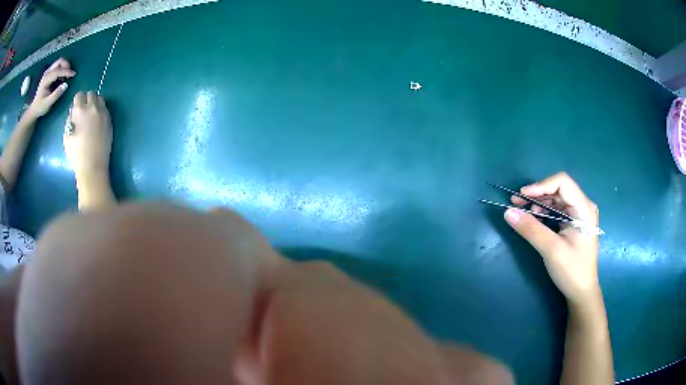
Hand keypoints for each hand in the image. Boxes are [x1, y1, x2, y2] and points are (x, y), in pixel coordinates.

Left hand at [27, 58, 75, 117]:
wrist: (33, 112)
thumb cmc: (39, 109)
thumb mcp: (47, 104)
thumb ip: (56, 94)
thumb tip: (66, 84)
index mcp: (46, 79)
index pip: (58, 70)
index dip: (67, 71)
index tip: (74, 75)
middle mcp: (47, 73)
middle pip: (59, 62)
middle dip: (66, 65)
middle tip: (71, 73)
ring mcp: (47, 73)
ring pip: (59, 62)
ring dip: (65, 65)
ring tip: (69, 73)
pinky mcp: (48, 75)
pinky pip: (57, 67)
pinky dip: (62, 68)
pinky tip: (64, 75)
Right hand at [63, 91, 112, 179]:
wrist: (92, 166)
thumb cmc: (76, 154)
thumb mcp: (67, 136)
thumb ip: (70, 120)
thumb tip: (73, 113)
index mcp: (80, 110)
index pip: (79, 95)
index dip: (77, 101)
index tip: (76, 109)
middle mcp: (93, 108)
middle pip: (91, 94)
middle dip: (87, 100)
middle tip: (84, 111)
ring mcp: (103, 113)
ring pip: (100, 99)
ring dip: (95, 103)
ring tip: (91, 115)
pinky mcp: (110, 120)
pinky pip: (105, 109)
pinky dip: (101, 111)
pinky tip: (97, 121)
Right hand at [504, 172, 600, 306]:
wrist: (581, 292)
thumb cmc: (572, 271)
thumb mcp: (551, 250)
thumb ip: (531, 229)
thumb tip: (508, 213)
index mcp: (584, 208)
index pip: (562, 182)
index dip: (541, 185)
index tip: (522, 196)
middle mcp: (583, 206)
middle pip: (558, 189)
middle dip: (537, 194)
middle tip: (516, 203)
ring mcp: (579, 214)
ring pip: (556, 198)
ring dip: (538, 203)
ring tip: (522, 212)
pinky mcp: (574, 222)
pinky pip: (557, 209)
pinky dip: (543, 212)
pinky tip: (533, 219)